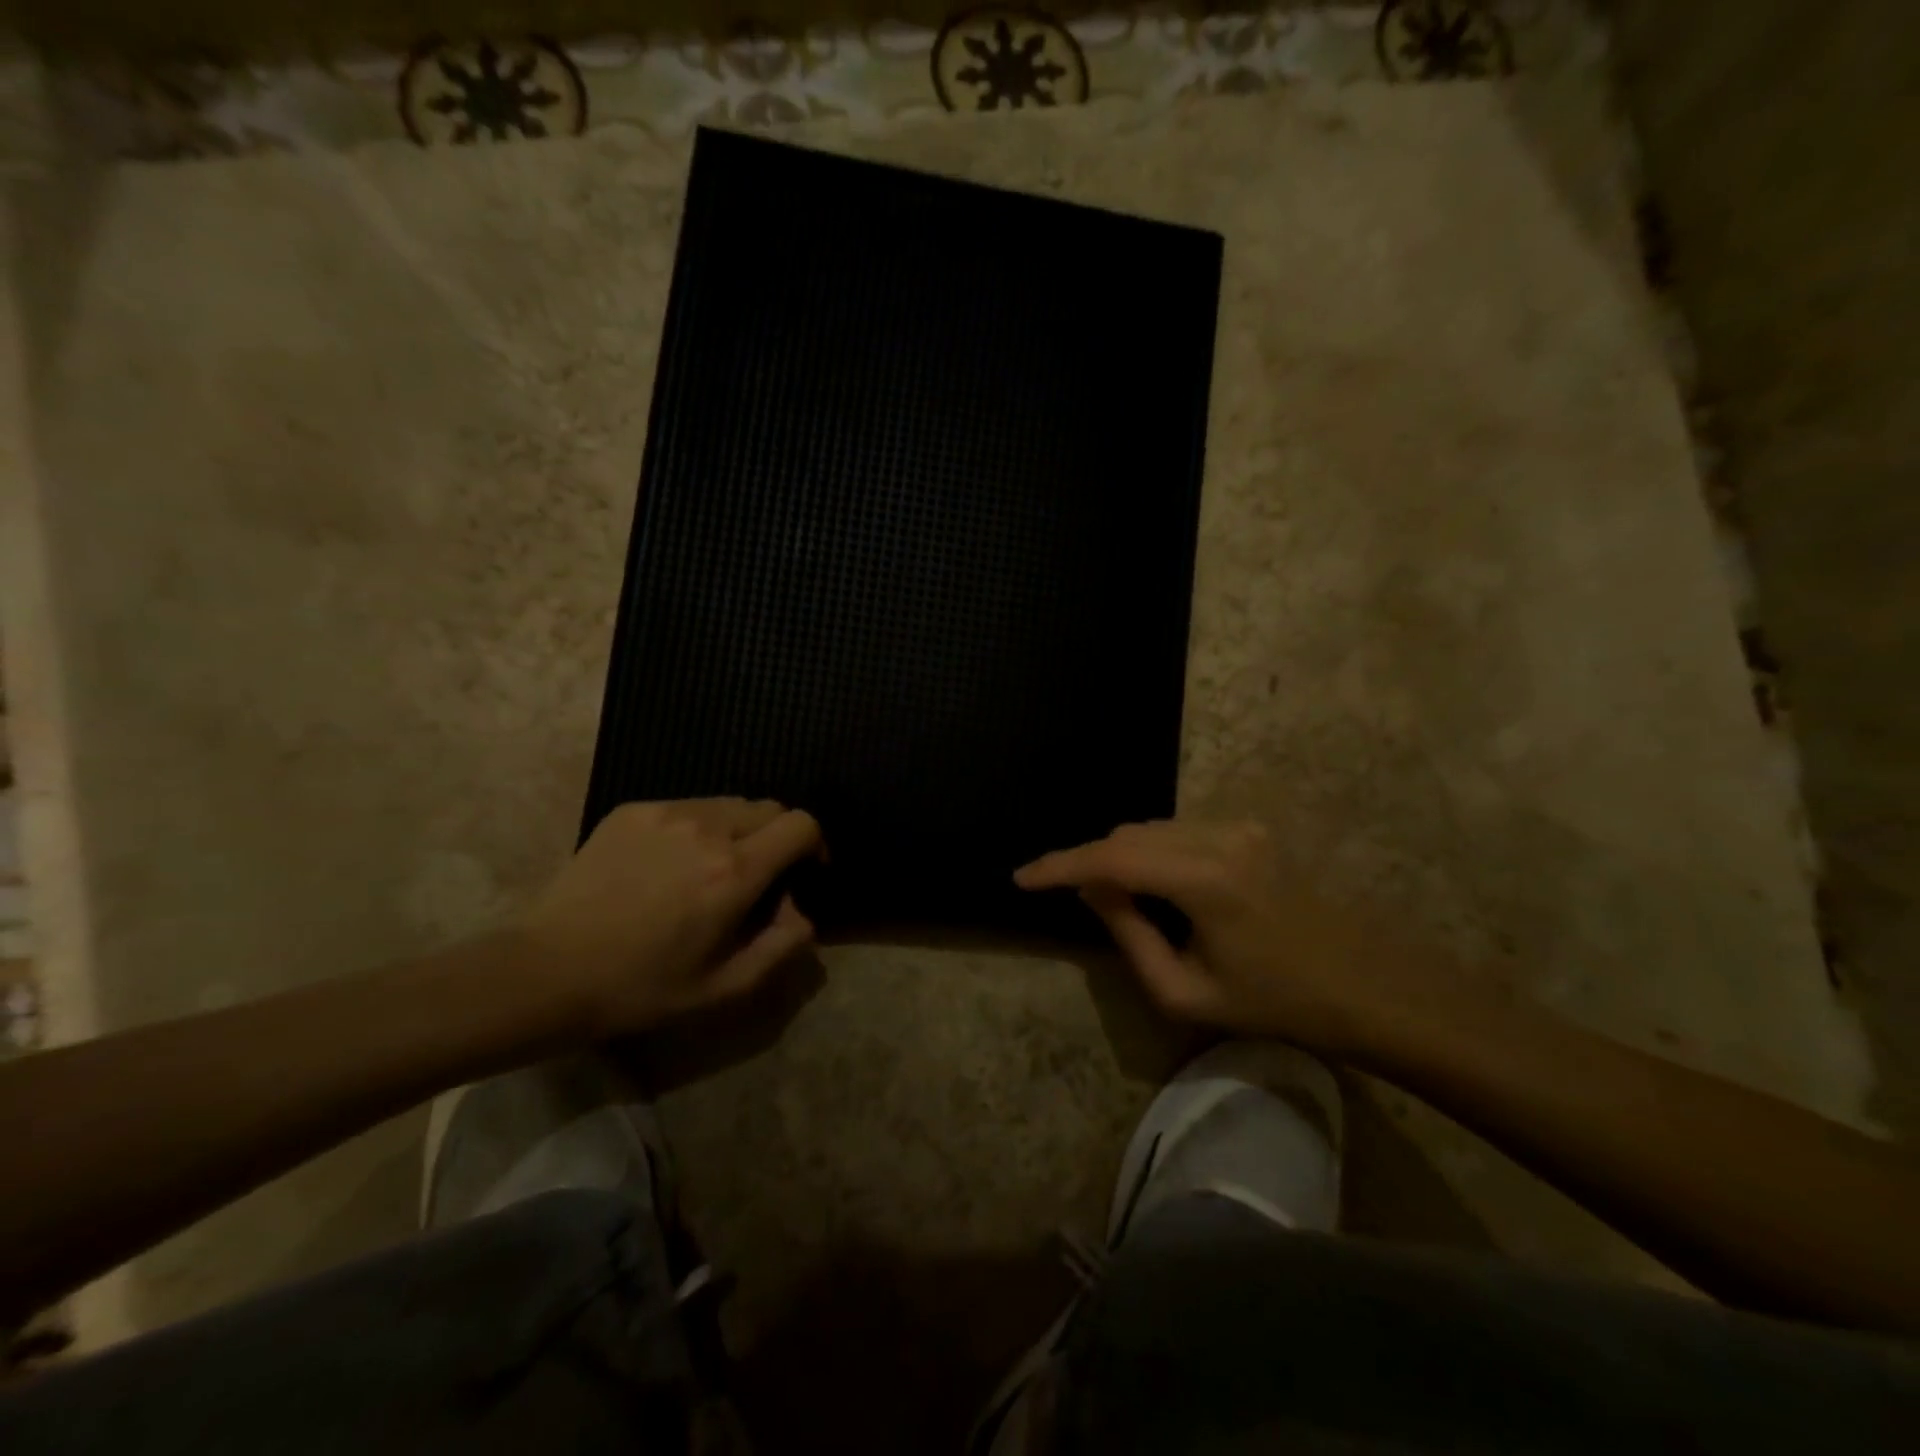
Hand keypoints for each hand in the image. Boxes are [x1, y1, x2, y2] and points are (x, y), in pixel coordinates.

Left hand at [517, 798, 822, 1037]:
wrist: (547, 971)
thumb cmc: (641, 987)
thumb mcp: (725, 987)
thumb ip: (782, 946)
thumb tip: (804, 913)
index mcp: (735, 871)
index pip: (802, 824)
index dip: (814, 845)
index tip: (803, 874)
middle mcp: (707, 828)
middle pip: (769, 808)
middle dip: (777, 837)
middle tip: (757, 878)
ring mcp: (666, 813)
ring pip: (728, 804)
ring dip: (737, 831)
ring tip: (711, 870)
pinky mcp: (633, 811)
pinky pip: (687, 808)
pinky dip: (696, 829)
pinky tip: (668, 866)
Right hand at [1015, 820, 1410, 1051]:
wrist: (1366, 985)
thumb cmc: (1277, 1003)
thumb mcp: (1186, 992)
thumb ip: (1129, 937)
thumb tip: (1093, 892)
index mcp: (1207, 880)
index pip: (1112, 858)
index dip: (1060, 865)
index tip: (1022, 877)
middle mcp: (1221, 836)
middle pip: (1130, 835)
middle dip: (1093, 863)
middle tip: (1073, 898)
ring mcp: (1240, 826)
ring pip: (1153, 829)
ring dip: (1124, 856)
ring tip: (1115, 897)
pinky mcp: (1251, 828)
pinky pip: (1180, 831)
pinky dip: (1153, 852)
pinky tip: (1157, 885)